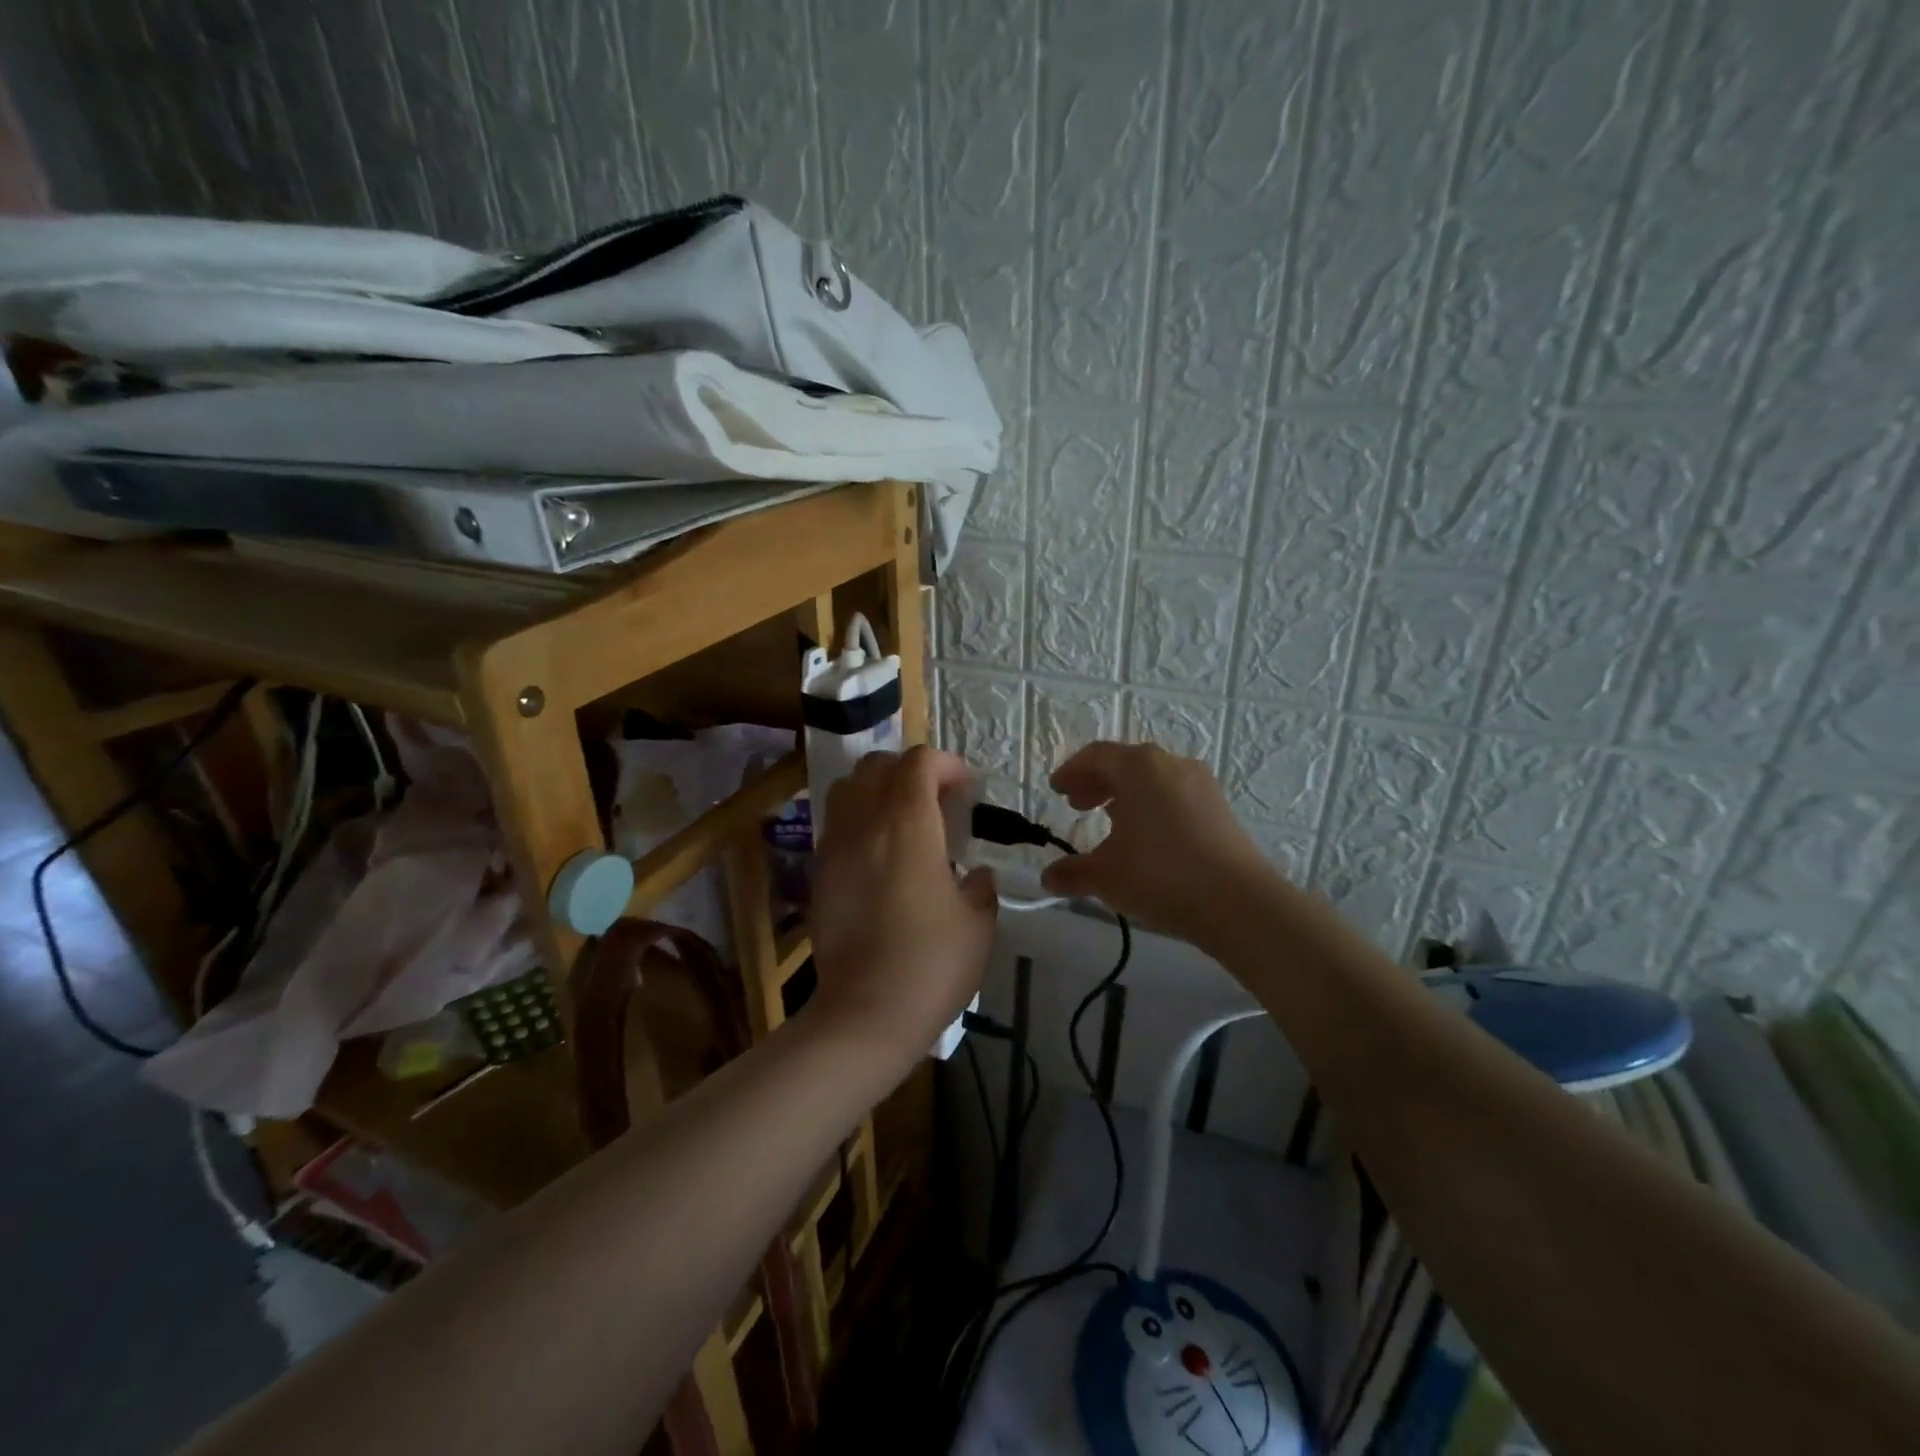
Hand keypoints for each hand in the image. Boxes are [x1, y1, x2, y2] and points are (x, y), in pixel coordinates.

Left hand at [808, 747, 996, 1069]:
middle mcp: (865, 825)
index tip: (966, 789)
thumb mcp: (978, 925)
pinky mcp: (818, 873)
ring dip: (877, 789)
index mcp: (908, 827)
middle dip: (910, 770)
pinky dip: (858, 819)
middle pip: (877, 765)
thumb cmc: (930, 966)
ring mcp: (835, 848)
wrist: (864, 1014)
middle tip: (936, 800)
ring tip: (902, 820)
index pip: (918, 763)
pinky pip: (835, 823)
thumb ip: (982, 886)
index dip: (946, 764)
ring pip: (847, 788)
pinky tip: (879, 854)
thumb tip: (977, 874)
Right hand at [1039, 741, 1281, 947]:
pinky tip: (1146, 837)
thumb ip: (1073, 873)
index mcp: (1139, 767)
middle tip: (1077, 804)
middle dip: (1097, 782)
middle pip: (1126, 763)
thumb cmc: (1160, 875)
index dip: (1072, 771)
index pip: (1096, 756)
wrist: (1238, 903)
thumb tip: (1048, 879)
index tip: (1056, 789)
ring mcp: (1200, 785)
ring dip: (1126, 794)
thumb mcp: (1106, 876)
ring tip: (1109, 821)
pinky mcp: (1219, 809)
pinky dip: (1152, 806)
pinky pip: (1174, 795)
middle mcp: (1171, 764)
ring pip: (1153, 779)